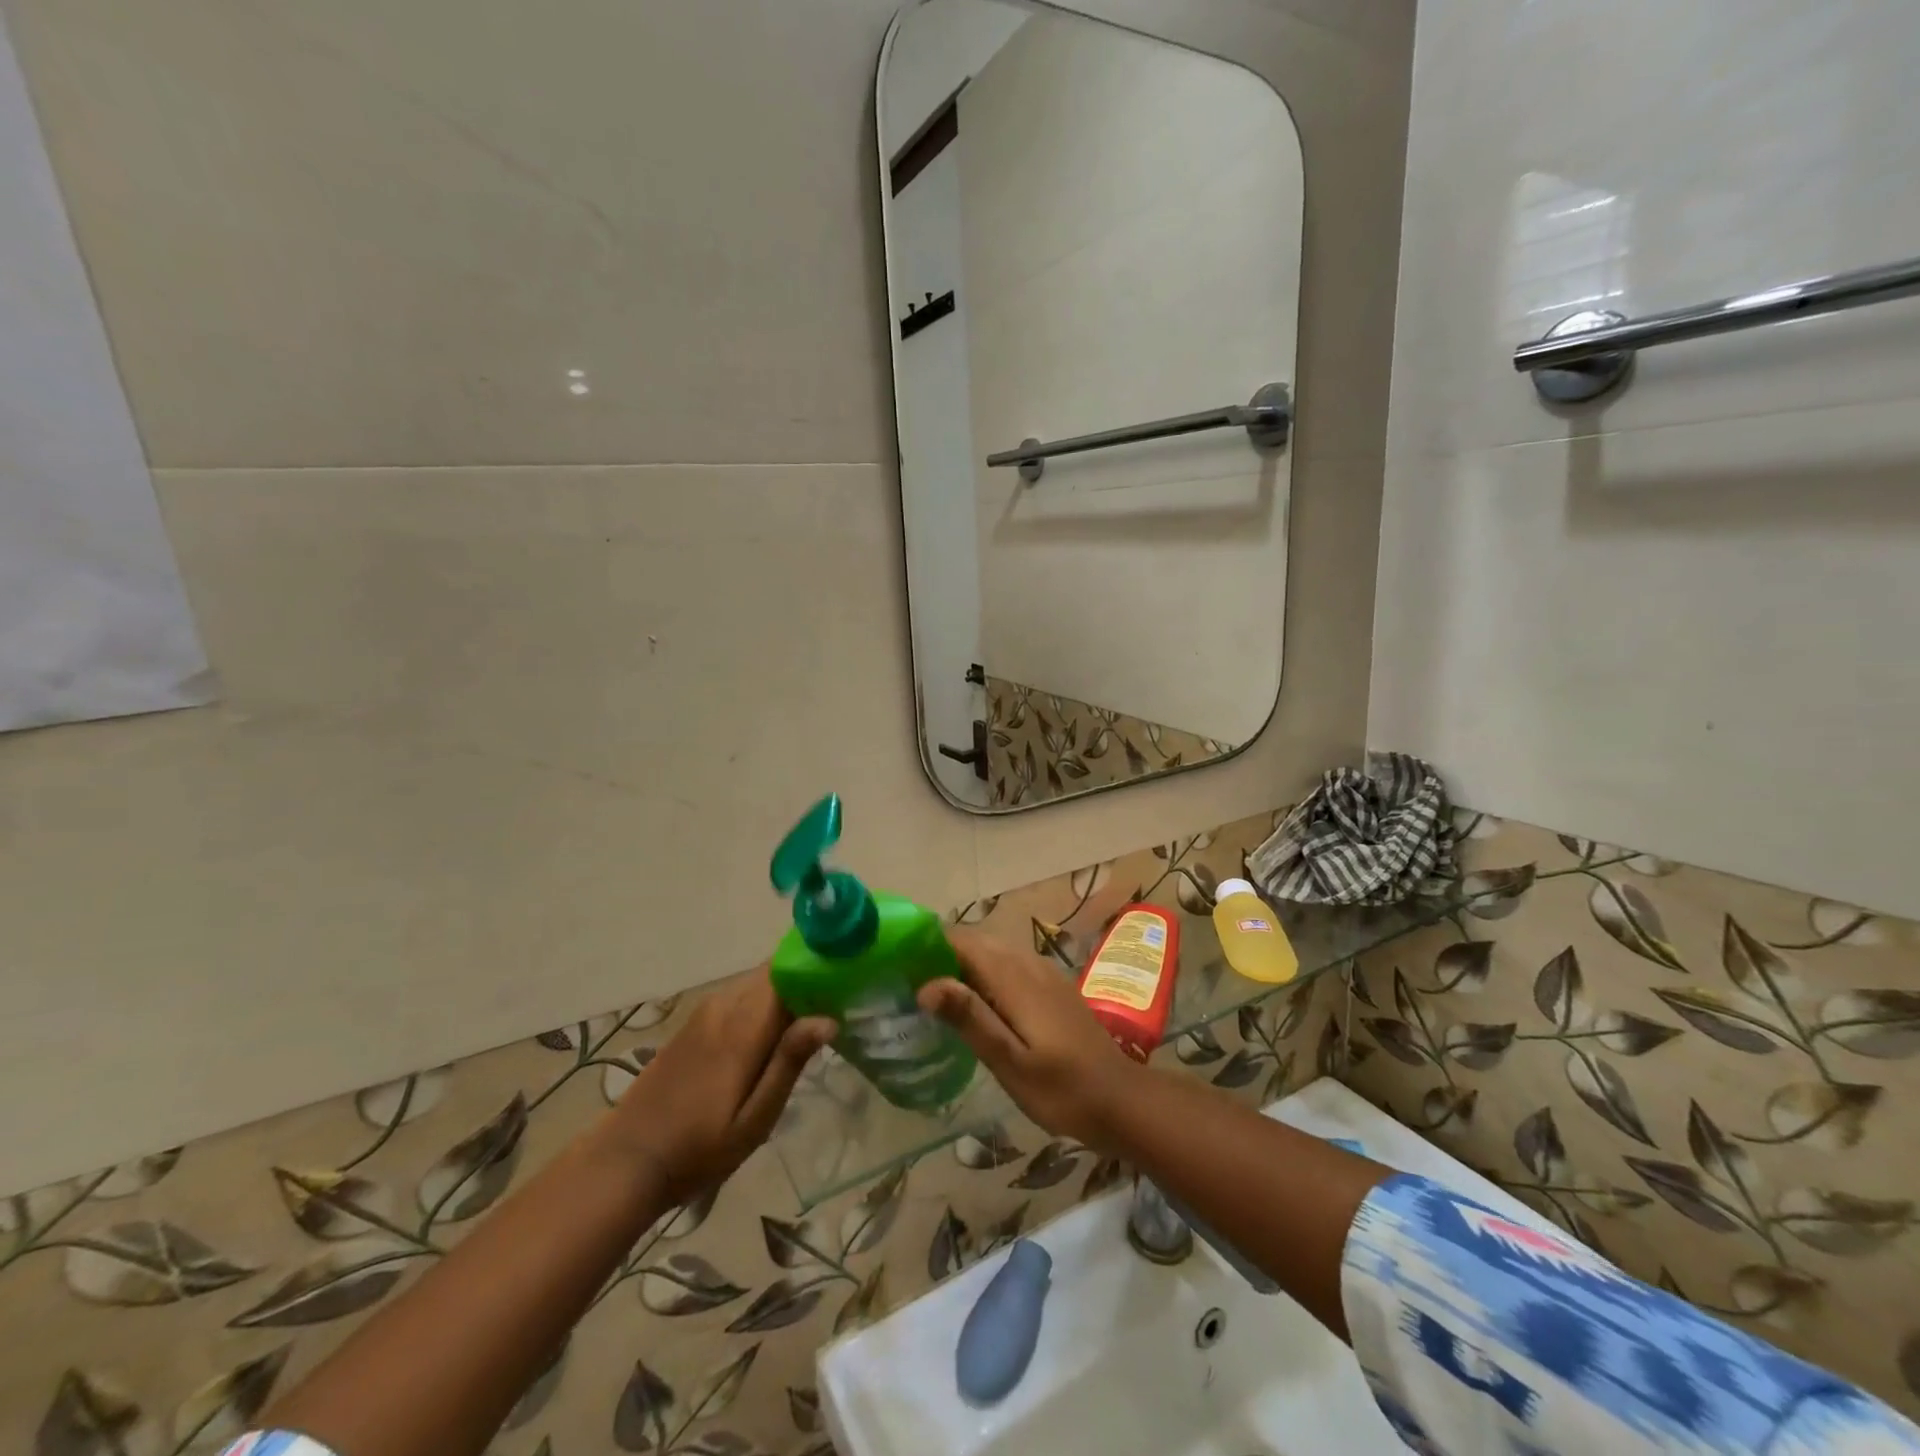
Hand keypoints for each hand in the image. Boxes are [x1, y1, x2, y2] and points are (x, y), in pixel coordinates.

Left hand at [605, 969, 835, 1202]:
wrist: (627, 1160)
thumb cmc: (699, 1147)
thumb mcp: (755, 1119)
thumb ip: (789, 1062)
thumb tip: (829, 1018)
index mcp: (743, 1026)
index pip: (786, 970)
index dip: (816, 967)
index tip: (846, 977)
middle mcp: (724, 1006)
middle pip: (773, 972)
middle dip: (805, 979)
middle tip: (837, 1001)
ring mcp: (705, 1012)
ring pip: (755, 983)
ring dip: (784, 991)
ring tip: (812, 1016)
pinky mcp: (693, 1024)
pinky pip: (738, 996)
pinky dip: (762, 1002)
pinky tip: (772, 1032)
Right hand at [920, 926, 1142, 1150]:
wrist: (1122, 1100)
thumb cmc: (1063, 1090)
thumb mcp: (1011, 1063)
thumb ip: (971, 1019)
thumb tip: (925, 984)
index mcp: (1014, 978)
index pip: (961, 941)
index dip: (928, 944)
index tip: (896, 960)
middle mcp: (1027, 964)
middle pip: (975, 942)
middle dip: (940, 953)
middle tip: (904, 980)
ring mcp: (1043, 973)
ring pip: (992, 952)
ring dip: (961, 963)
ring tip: (929, 990)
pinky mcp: (1052, 987)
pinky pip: (1008, 965)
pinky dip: (983, 973)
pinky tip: (973, 1002)